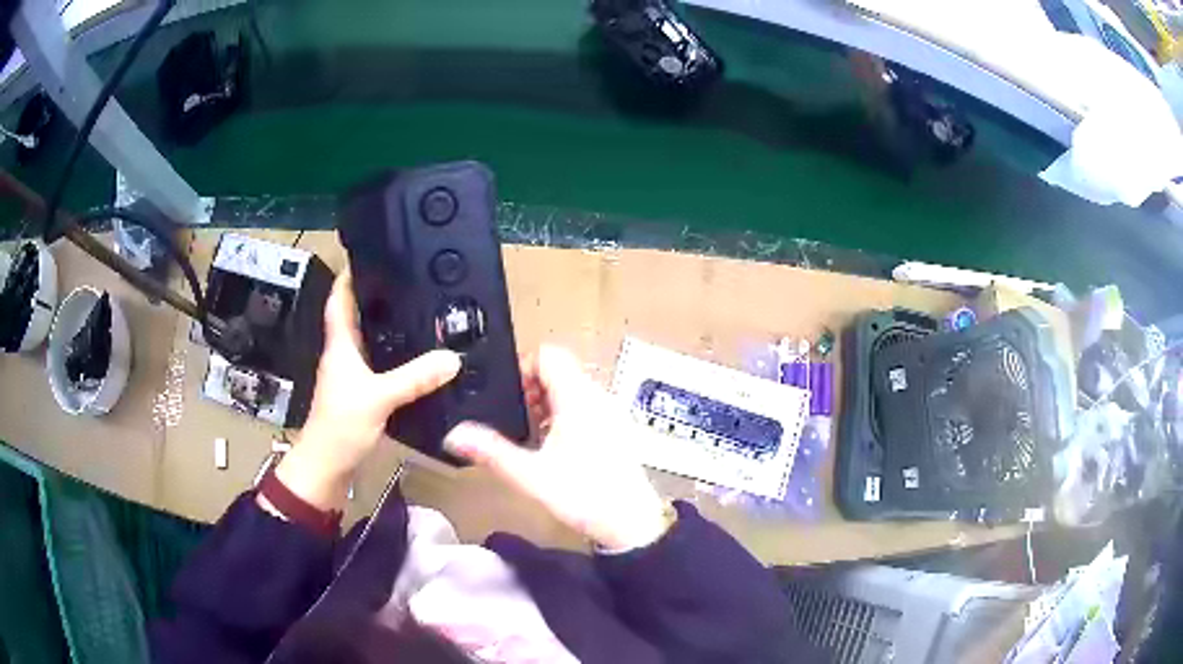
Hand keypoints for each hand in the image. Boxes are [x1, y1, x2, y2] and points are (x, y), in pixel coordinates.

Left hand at [272, 269, 460, 511]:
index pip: (339, 300)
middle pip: (356, 317)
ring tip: (415, 312)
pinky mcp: (359, 395)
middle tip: (406, 282)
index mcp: (340, 346)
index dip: (350, 276)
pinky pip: (377, 365)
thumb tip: (452, 358)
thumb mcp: (379, 397)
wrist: (327, 465)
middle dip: (376, 297)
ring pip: (368, 341)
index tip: (369, 255)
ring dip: (385, 327)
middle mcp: (342, 355)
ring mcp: (349, 376)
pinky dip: (393, 356)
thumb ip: (415, 378)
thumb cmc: (341, 425)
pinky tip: (413, 359)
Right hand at [444, 345, 669, 550]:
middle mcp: (598, 397)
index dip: (523, 366)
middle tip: (513, 418)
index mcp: (578, 398)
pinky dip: (565, 415)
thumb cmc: (584, 495)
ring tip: (530, 435)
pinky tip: (553, 448)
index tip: (506, 394)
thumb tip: (454, 436)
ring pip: (573, 389)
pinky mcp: (617, 429)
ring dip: (547, 403)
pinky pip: (586, 406)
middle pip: (560, 371)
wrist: (633, 523)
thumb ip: (491, 452)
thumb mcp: (531, 475)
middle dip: (531, 389)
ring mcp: (611, 412)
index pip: (549, 355)